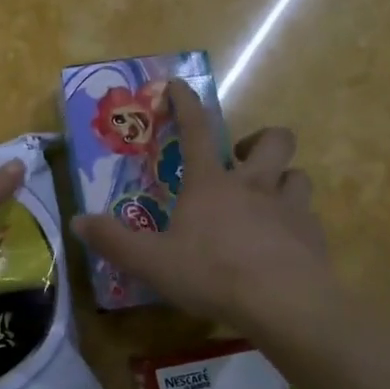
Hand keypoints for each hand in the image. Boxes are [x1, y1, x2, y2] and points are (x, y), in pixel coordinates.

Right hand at [71, 81, 333, 326]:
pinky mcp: (313, 236)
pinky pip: (308, 215)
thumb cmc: (212, 274)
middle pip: (272, 140)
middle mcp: (253, 185)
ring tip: (267, 199)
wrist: (285, 304)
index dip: (186, 104)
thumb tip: (76, 221)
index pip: (197, 130)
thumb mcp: (150, 261)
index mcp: (210, 184)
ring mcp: (289, 208)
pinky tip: (284, 242)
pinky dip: (296, 221)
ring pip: (297, 174)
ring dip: (283, 179)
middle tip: (241, 160)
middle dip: (259, 140)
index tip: (179, 84)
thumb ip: (113, 240)